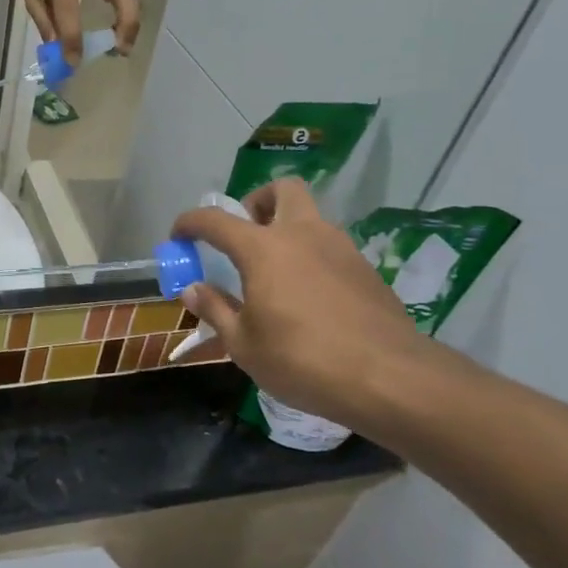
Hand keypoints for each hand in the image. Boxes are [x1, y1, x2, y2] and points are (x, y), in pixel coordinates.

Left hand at [22, 0, 143, 65]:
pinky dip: (130, 16)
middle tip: (119, 51)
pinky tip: (121, 33)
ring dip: (132, 23)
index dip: (72, 40)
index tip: (75, 63)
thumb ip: (44, 20)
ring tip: (122, 46)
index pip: (69, 12)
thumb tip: (59, 50)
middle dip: (126, 25)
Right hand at [171, 178, 433, 432]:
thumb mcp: (244, 344)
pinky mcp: (365, 269)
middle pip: (281, 190)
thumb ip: (215, 309)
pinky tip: (307, 297)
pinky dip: (310, 256)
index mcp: (263, 249)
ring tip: (274, 274)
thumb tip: (192, 289)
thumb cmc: (302, 360)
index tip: (178, 236)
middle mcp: (303, 234)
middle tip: (244, 234)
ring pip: (310, 217)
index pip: (216, 220)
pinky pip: (329, 247)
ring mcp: (340, 248)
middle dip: (256, 202)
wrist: (389, 377)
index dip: (190, 222)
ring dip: (286, 230)